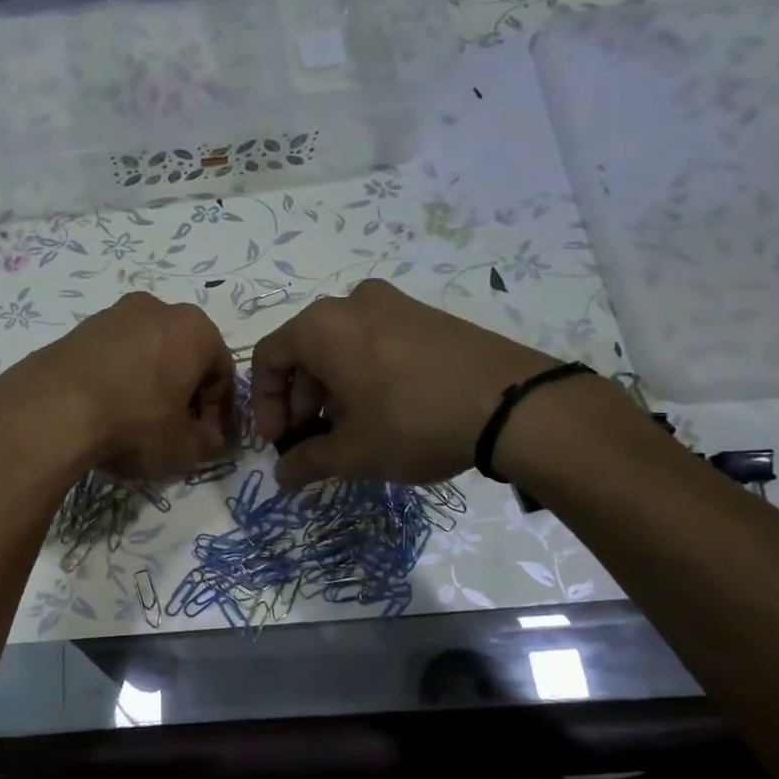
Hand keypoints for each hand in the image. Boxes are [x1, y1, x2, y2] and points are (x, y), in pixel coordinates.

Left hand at [0, 292, 233, 482]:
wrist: (54, 410)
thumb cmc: (135, 423)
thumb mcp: (184, 447)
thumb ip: (209, 442)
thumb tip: (210, 437)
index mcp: (196, 328)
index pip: (221, 373)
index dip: (215, 411)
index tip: (201, 439)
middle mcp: (159, 308)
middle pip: (183, 357)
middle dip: (182, 392)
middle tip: (170, 430)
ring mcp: (114, 313)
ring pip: (147, 353)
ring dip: (149, 384)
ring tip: (133, 422)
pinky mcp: (79, 327)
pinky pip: (113, 355)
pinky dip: (117, 378)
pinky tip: (104, 410)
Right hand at [250, 279, 566, 487]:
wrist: (513, 403)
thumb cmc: (412, 422)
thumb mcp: (352, 453)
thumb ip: (306, 462)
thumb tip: (282, 476)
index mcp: (320, 326)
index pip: (268, 359)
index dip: (265, 406)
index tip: (278, 443)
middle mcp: (351, 303)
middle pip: (304, 352)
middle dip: (299, 401)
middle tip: (312, 442)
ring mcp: (394, 303)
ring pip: (341, 347)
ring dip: (331, 391)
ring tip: (348, 432)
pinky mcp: (427, 314)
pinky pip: (375, 341)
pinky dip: (364, 375)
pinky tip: (383, 412)